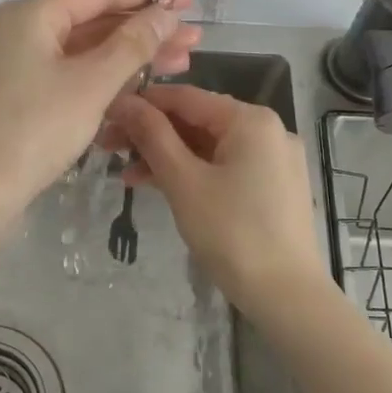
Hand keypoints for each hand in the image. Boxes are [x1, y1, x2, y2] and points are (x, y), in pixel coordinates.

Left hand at [0, 0, 200, 215]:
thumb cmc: (38, 128)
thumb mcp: (92, 83)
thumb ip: (134, 44)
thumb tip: (167, 11)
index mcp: (31, 15)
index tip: (185, 0)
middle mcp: (19, 29)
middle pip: (92, 21)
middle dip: (144, 30)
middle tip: (191, 38)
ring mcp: (16, 62)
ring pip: (83, 49)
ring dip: (129, 55)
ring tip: (179, 62)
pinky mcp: (18, 92)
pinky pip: (68, 72)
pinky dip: (102, 75)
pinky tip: (139, 83)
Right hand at [104, 84, 327, 313]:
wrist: (285, 295)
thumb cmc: (231, 232)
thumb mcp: (183, 181)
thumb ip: (152, 136)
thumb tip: (123, 102)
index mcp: (250, 120)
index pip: (186, 97)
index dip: (142, 103)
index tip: (105, 115)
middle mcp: (267, 130)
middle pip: (197, 121)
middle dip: (151, 134)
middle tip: (108, 147)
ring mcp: (273, 159)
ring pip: (208, 147)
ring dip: (167, 157)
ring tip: (126, 175)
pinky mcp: (272, 186)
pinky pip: (224, 167)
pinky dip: (192, 173)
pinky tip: (159, 187)